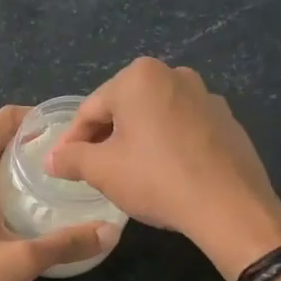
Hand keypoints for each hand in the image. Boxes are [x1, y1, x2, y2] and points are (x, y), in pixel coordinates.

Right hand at [46, 57, 280, 280]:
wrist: (229, 206)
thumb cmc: (155, 178)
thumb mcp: (101, 170)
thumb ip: (71, 158)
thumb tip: (51, 159)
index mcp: (139, 77)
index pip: (90, 109)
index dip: (71, 140)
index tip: (62, 165)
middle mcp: (174, 75)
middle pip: (123, 109)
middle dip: (104, 138)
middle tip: (92, 170)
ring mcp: (206, 96)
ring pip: (154, 118)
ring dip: (136, 141)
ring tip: (127, 174)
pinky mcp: (227, 121)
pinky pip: (183, 130)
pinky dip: (166, 146)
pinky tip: (164, 175)